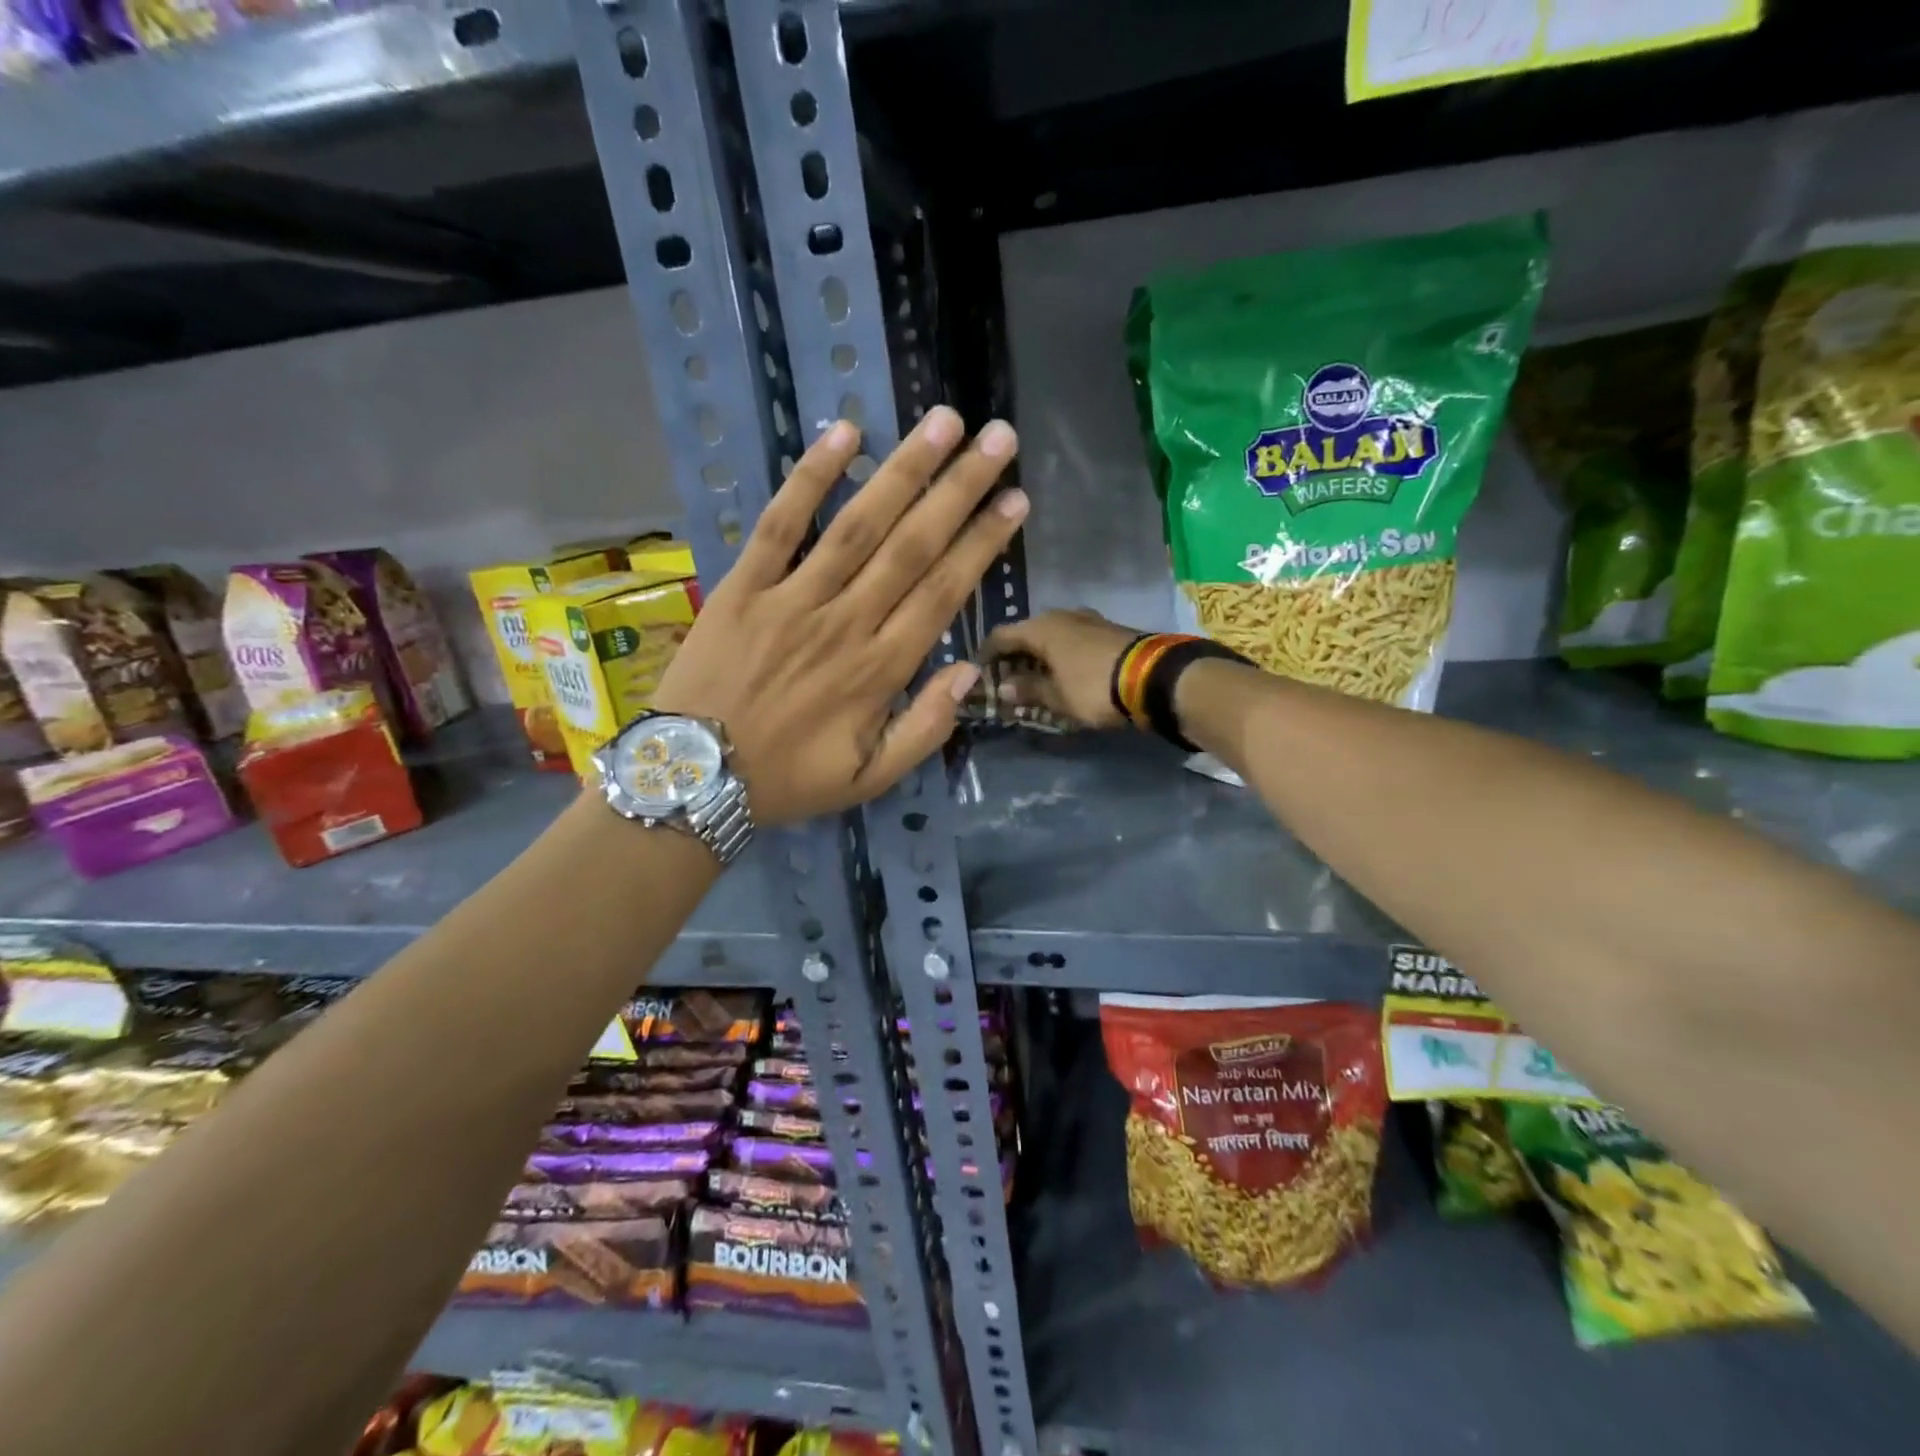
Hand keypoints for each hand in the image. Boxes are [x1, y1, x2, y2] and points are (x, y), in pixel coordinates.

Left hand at [653, 406, 1025, 826]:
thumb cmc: (789, 779)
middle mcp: (846, 622)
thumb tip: (969, 671)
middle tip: (998, 438)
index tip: (1015, 499)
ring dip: (904, 471)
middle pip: (913, 546)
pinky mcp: (744, 586)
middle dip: (960, 490)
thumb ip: (926, 730)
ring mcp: (792, 598)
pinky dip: (810, 478)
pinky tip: (844, 434)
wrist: (696, 777)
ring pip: (858, 525)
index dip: (982, 543)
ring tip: (943, 422)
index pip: (944, 592)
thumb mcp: (870, 779)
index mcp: (880, 670)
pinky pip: (779, 524)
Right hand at [983, 608, 1144, 729]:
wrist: (1154, 677)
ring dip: (1039, 655)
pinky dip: (1061, 654)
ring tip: (1034, 678)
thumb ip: (1028, 690)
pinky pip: (1072, 639)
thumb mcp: (1057, 697)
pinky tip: (1062, 672)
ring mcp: (1087, 619)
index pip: (1001, 635)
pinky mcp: (1107, 629)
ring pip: (1051, 635)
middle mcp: (1061, 615)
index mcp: (1041, 628)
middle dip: (1014, 656)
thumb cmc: (1094, 686)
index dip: (987, 654)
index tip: (980, 673)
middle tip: (1006, 680)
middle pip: (1027, 633)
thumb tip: (1004, 687)